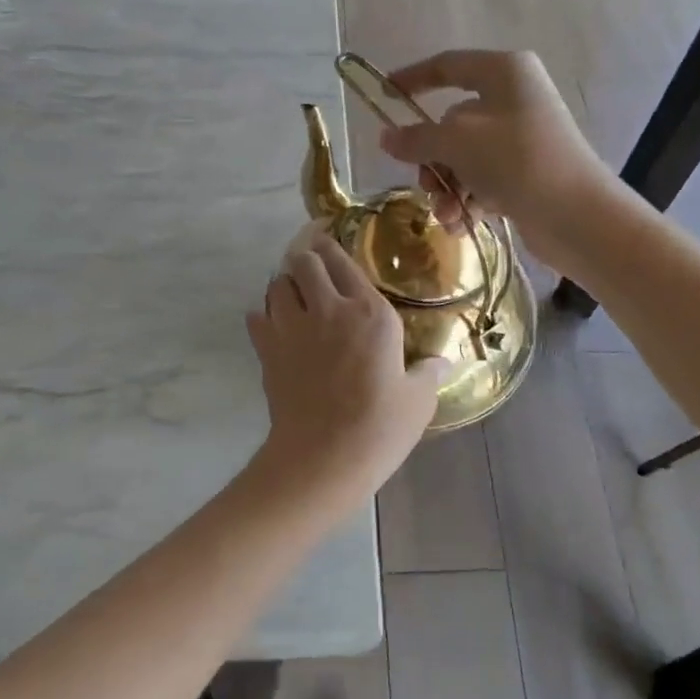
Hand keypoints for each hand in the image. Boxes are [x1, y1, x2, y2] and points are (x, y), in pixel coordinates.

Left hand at [248, 234, 448, 499]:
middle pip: (304, 262)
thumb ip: (429, 373)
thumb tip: (443, 362)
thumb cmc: (380, 427)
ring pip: (276, 284)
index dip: (333, 246)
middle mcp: (329, 309)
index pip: (344, 262)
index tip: (329, 240)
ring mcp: (292, 327)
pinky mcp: (267, 350)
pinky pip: (256, 317)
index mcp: (370, 313)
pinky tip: (274, 326)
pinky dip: (263, 316)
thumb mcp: (418, 400)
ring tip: (293, 294)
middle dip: (306, 258)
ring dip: (284, 284)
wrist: (324, 457)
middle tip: (311, 266)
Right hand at [378, 50, 609, 263]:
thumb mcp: (456, 143)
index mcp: (504, 72)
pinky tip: (461, 224)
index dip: (412, 79)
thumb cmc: (515, 160)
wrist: (576, 214)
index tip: (384, 96)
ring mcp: (523, 137)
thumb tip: (386, 137)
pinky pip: (484, 179)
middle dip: (433, 159)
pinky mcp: (528, 172)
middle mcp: (515, 98)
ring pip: (465, 157)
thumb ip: (416, 138)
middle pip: (452, 122)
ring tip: (446, 214)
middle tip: (425, 183)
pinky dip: (469, 199)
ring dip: (448, 187)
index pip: (447, 66)